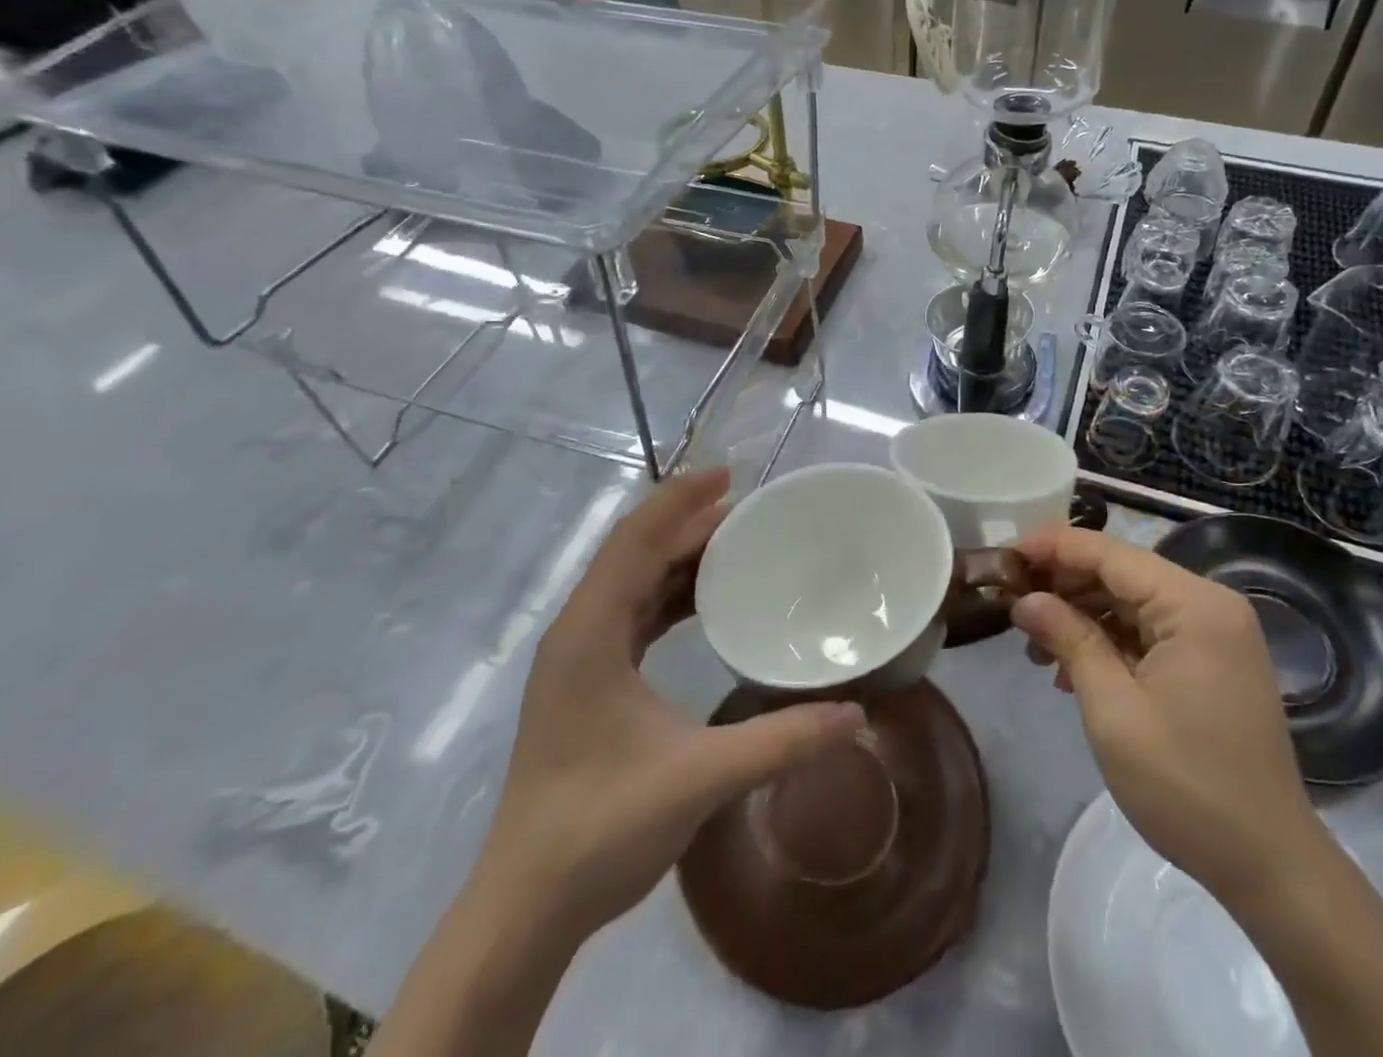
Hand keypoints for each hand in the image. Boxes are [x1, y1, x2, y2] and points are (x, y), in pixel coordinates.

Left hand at [477, 468, 864, 942]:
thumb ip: (781, 741)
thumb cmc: (600, 829)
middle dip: (687, 524)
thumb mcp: (699, 778)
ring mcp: (577, 658)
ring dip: (677, 559)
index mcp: (590, 632)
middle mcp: (578, 631)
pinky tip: (703, 605)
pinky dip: (667, 596)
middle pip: (634, 553)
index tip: (730, 476)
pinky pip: (630, 615)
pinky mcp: (585, 683)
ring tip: (734, 546)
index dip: (680, 500)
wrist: (525, 907)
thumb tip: (857, 715)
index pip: (635, 540)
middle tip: (750, 512)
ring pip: (630, 583)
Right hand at [1010, 527, 1324, 904]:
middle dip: (1063, 584)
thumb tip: (1024, 599)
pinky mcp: (1210, 660)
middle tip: (1011, 603)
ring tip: (1035, 645)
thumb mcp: (1113, 709)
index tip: (1003, 556)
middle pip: (1120, 571)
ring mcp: (1214, 633)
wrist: (1269, 866)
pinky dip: (1107, 639)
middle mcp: (1209, 604)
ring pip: (1130, 600)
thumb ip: (1068, 639)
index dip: (1051, 547)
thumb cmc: (1186, 784)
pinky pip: (1148, 630)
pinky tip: (1072, 668)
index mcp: (1194, 604)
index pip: (1109, 552)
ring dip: (1081, 615)